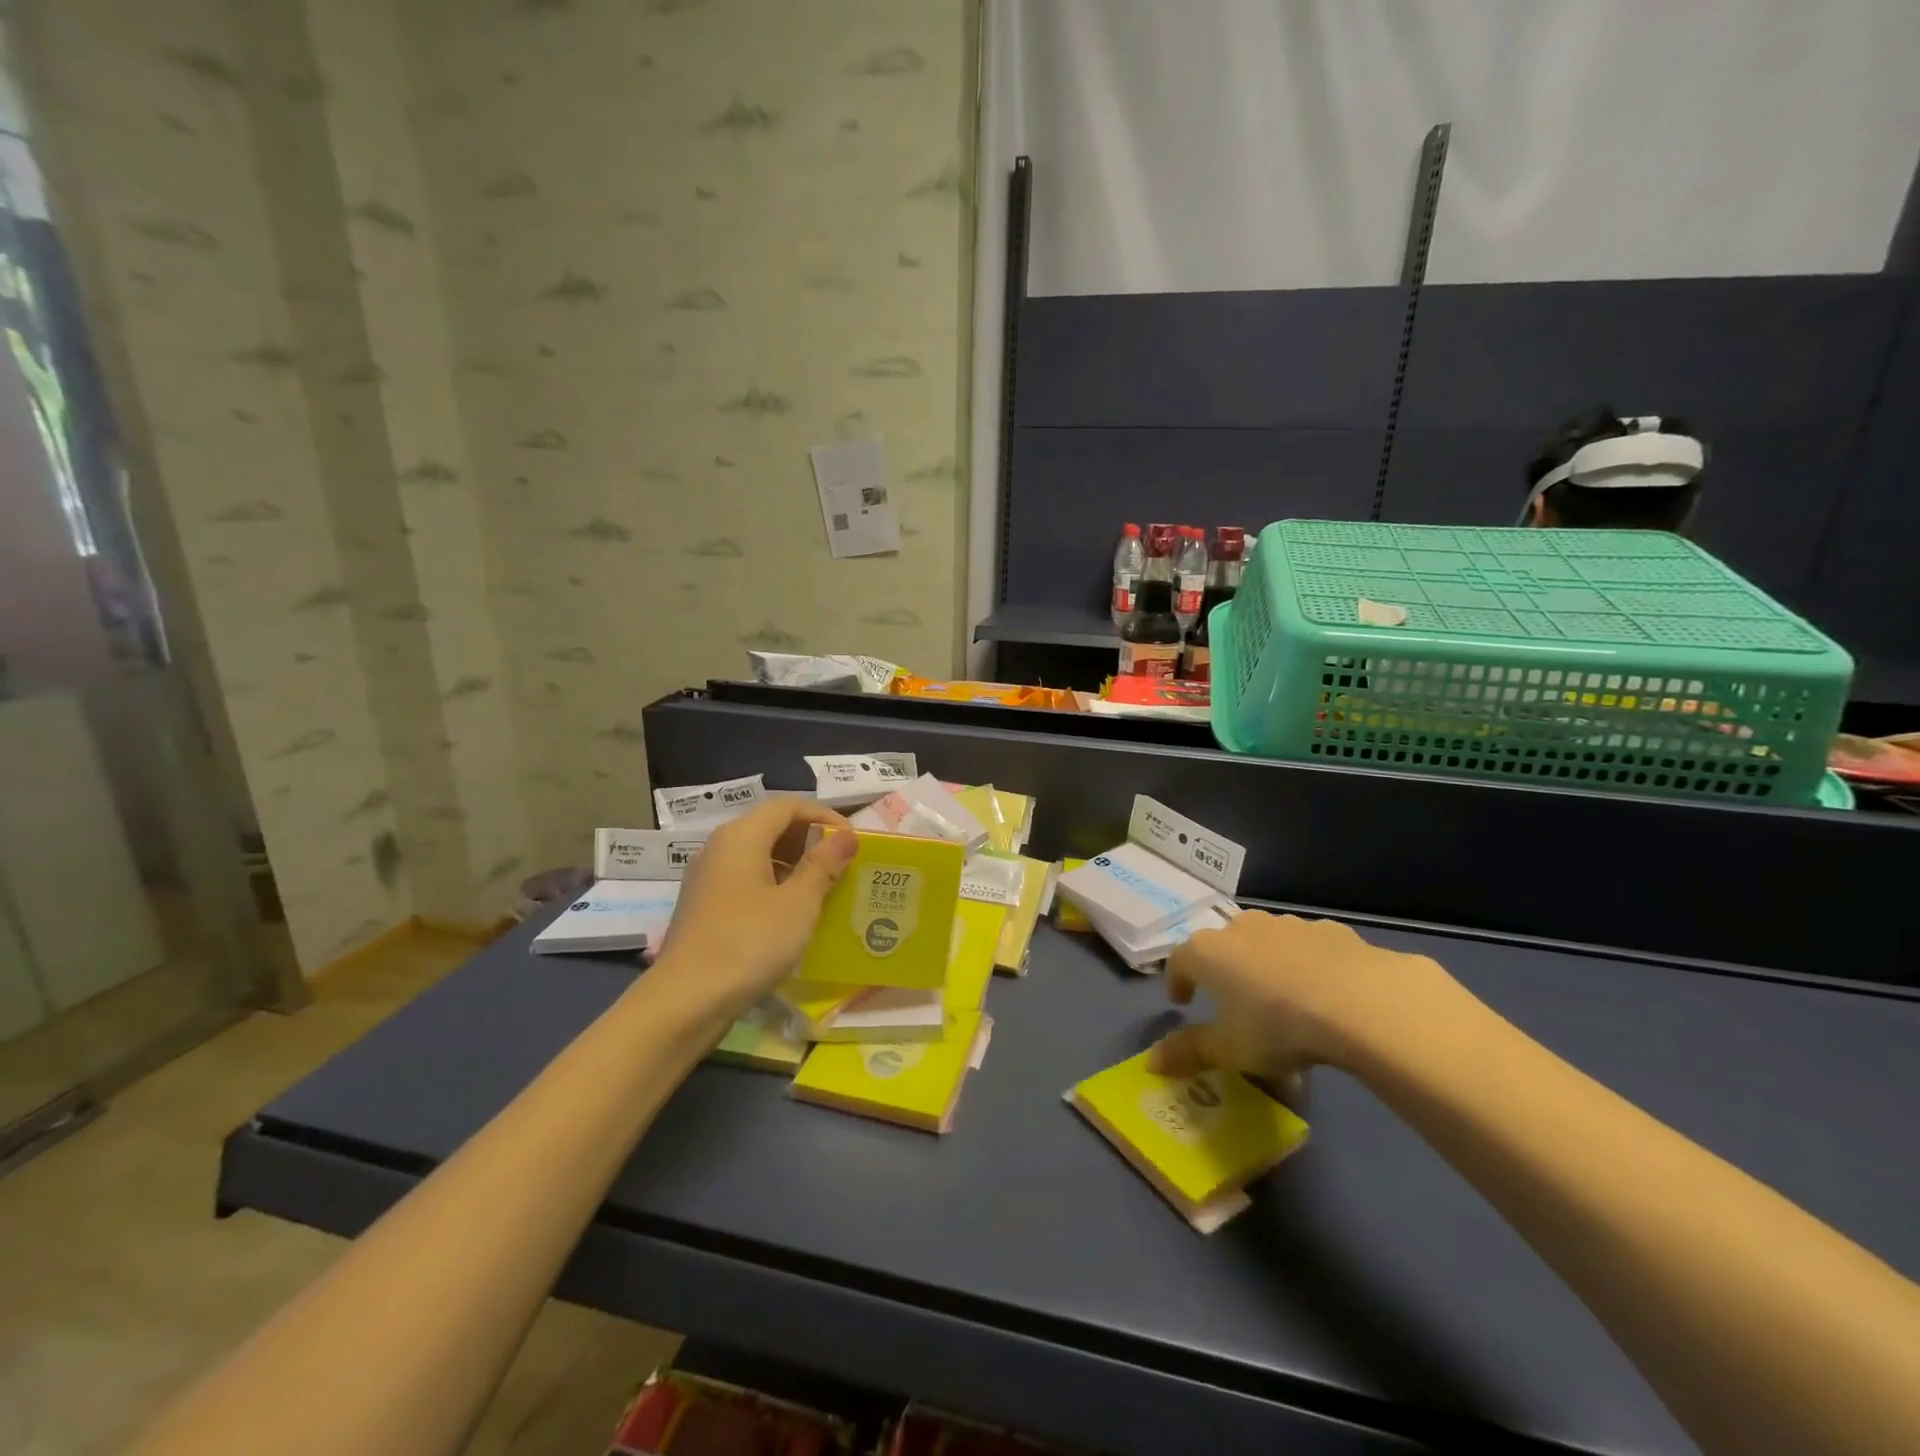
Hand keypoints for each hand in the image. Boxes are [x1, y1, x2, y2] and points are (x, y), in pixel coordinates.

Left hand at [652, 798, 857, 1017]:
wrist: (686, 1001)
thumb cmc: (749, 943)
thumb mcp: (798, 903)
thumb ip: (823, 865)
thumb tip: (846, 836)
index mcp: (741, 837)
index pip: (787, 806)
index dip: (823, 816)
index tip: (852, 840)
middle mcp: (720, 848)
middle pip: (770, 827)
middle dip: (809, 840)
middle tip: (841, 864)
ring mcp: (708, 879)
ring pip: (758, 856)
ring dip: (794, 865)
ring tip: (824, 888)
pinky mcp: (705, 908)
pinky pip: (746, 881)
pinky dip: (774, 886)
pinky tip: (793, 914)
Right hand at [1150, 911, 1455, 1085]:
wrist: (1360, 1001)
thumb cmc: (1278, 1026)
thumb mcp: (1230, 1050)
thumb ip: (1189, 1052)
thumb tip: (1152, 1062)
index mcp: (1208, 952)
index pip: (1179, 960)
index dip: (1177, 981)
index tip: (1182, 1002)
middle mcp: (1241, 928)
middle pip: (1221, 945)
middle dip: (1222, 970)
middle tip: (1232, 1001)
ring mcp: (1286, 924)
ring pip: (1265, 942)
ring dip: (1264, 964)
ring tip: (1281, 999)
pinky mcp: (1329, 930)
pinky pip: (1307, 947)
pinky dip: (1305, 964)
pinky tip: (1323, 992)